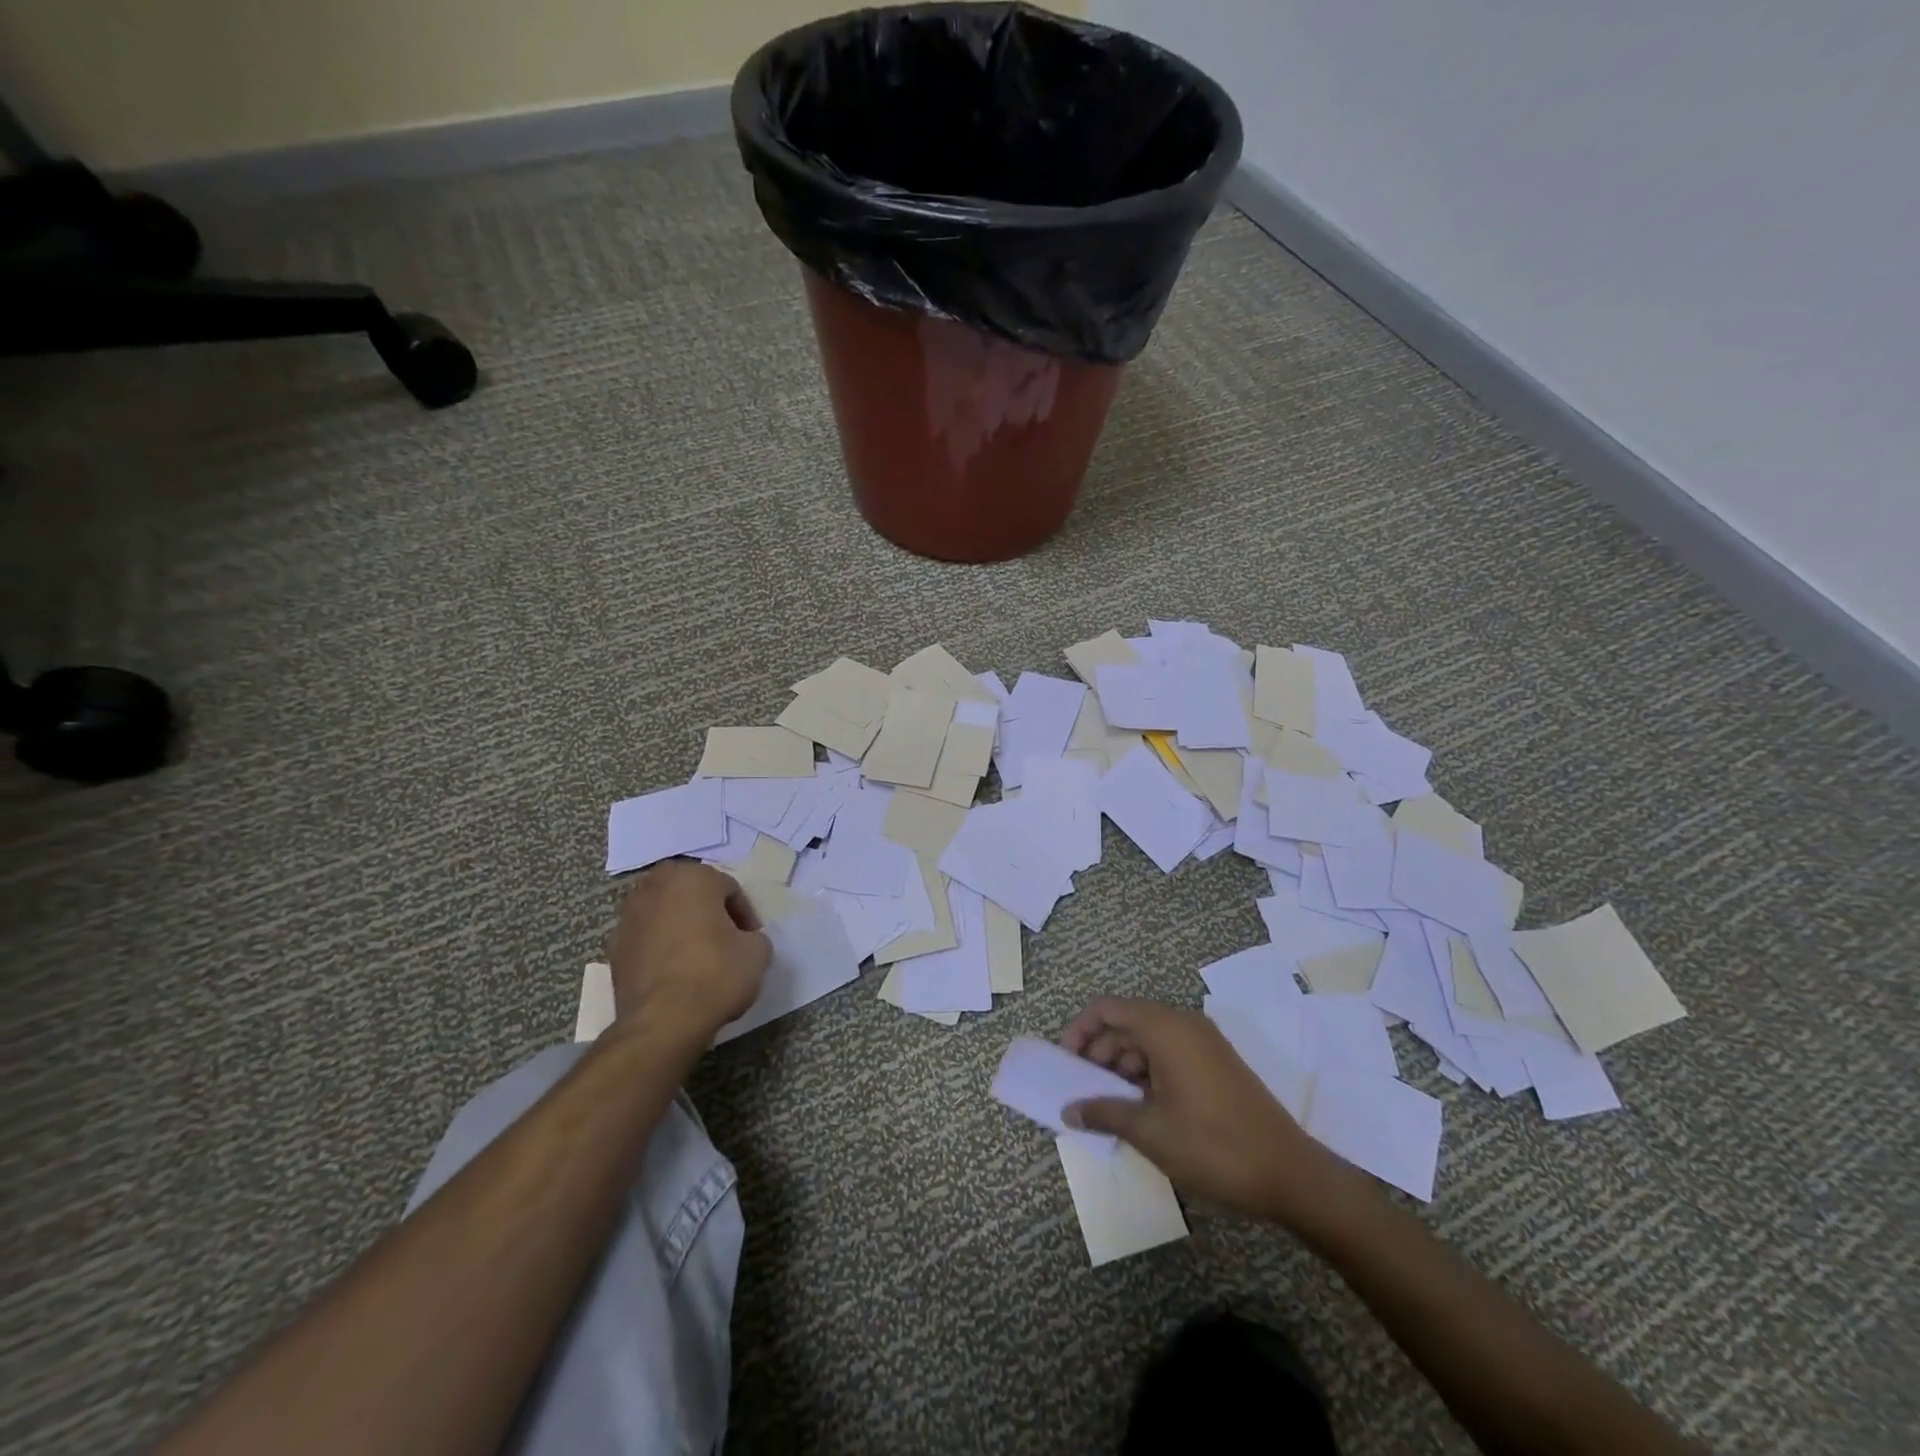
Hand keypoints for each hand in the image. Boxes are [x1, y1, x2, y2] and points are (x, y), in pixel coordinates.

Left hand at [607, 861, 772, 1045]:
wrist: (662, 1021)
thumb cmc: (715, 973)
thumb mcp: (758, 952)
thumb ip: (753, 936)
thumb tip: (743, 941)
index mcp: (692, 877)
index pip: (729, 888)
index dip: (745, 914)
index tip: (751, 939)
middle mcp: (655, 887)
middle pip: (691, 893)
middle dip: (708, 911)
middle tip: (724, 938)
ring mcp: (628, 916)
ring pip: (664, 913)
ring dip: (681, 926)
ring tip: (697, 956)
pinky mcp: (613, 948)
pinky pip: (646, 938)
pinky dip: (660, 947)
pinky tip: (674, 973)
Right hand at [1060, 997, 1347, 1228]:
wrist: (1290, 1174)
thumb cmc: (1213, 1146)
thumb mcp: (1150, 1132)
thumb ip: (1103, 1112)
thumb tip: (1068, 1110)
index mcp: (1165, 1027)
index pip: (1107, 1008)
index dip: (1079, 1030)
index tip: (1065, 1063)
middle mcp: (1183, 1023)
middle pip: (1126, 1022)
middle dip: (1098, 1052)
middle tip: (1082, 1090)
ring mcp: (1203, 1042)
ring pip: (1146, 1039)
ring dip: (1121, 1065)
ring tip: (1108, 1105)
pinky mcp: (1215, 1063)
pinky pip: (1168, 1053)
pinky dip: (1146, 1072)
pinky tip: (1139, 1108)